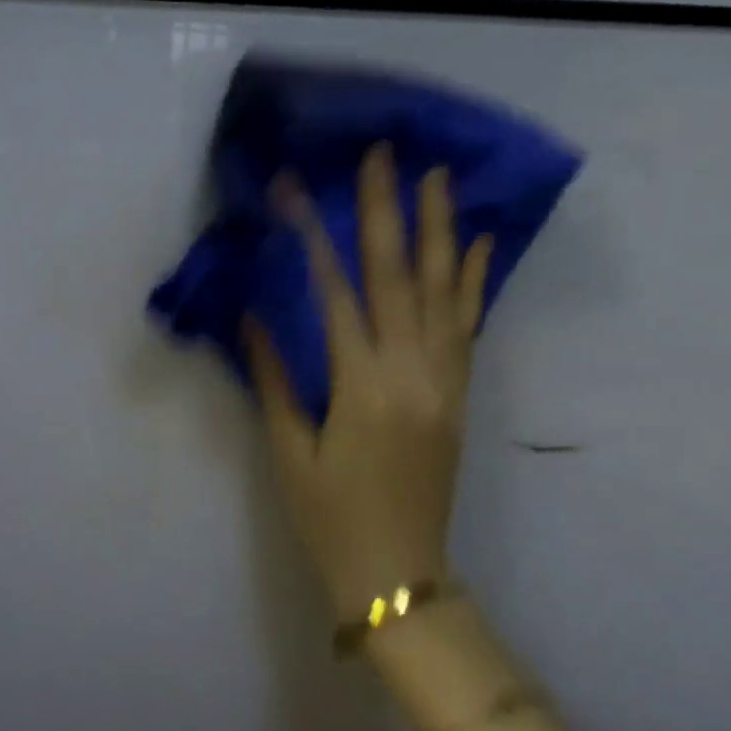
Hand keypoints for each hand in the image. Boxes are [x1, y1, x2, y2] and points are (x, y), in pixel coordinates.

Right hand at [245, 149, 490, 622]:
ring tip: (438, 178)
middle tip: (383, 156)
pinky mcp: (458, 395)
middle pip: (397, 277)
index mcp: (361, 386)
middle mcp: (411, 372)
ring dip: (439, 231)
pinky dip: (472, 283)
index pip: (337, 293)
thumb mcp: (289, 451)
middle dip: (386, 212)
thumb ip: (272, 379)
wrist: (398, 574)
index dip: (314, 238)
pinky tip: (477, 245)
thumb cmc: (330, 517)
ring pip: (443, 293)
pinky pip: (467, 328)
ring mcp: (443, 382)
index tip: (298, 190)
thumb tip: (252, 317)